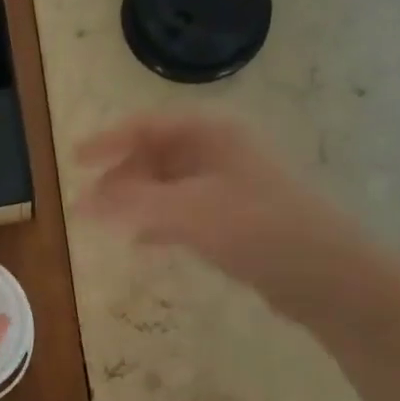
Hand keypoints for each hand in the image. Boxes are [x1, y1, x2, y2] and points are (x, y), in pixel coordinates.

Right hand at [75, 112, 379, 326]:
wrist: (325, 274)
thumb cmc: (256, 228)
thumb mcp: (187, 211)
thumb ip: (131, 204)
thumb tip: (82, 204)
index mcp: (211, 135)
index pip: (147, 126)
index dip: (108, 141)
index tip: (74, 161)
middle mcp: (220, 153)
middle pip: (156, 155)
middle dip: (119, 177)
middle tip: (88, 205)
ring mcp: (229, 187)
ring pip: (168, 186)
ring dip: (136, 202)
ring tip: (108, 225)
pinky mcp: (235, 220)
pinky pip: (184, 213)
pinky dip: (158, 224)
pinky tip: (143, 244)